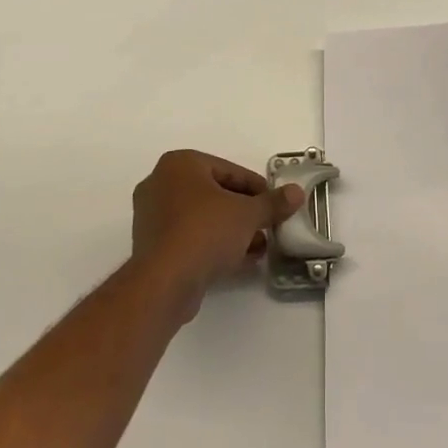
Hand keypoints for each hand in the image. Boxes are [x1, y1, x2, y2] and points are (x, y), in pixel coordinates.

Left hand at [132, 150, 304, 319]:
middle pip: (215, 193)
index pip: (229, 171)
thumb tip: (296, 192)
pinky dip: (213, 244)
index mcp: (180, 164)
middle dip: (244, 211)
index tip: (275, 204)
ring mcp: (152, 216)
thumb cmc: (205, 232)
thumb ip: (272, 203)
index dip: (257, 188)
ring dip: (231, 230)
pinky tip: (239, 260)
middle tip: (267, 225)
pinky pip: (190, 237)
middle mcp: (161, 183)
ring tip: (259, 246)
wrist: (164, 283)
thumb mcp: (247, 214)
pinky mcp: (151, 246)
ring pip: (202, 217)